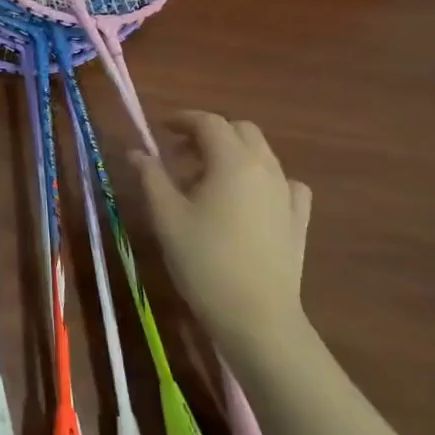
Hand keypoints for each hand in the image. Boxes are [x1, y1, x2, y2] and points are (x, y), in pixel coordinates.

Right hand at [131, 111, 313, 368]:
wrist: (256, 315)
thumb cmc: (203, 261)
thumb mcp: (166, 216)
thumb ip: (151, 177)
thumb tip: (136, 151)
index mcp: (232, 161)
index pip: (209, 122)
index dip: (183, 119)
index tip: (160, 128)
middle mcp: (265, 168)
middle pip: (241, 131)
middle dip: (209, 133)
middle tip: (180, 156)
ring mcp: (287, 193)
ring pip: (262, 155)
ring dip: (232, 154)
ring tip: (206, 181)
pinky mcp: (298, 218)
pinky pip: (283, 182)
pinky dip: (262, 179)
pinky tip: (247, 199)